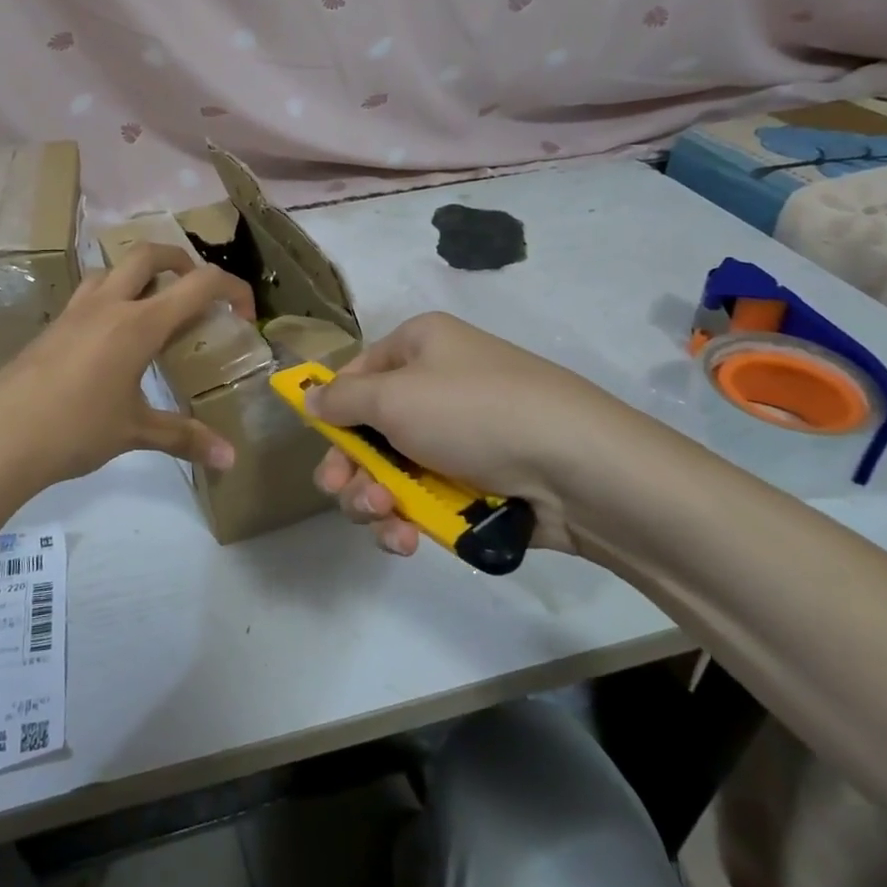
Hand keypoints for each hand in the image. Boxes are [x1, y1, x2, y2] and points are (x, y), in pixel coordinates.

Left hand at [0, 243, 254, 495]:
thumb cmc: (76, 429)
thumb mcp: (136, 432)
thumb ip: (185, 438)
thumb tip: (230, 459)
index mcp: (139, 324)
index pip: (198, 284)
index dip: (231, 289)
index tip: (245, 312)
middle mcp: (108, 305)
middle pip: (149, 254)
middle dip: (180, 261)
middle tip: (196, 289)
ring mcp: (75, 312)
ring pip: (111, 269)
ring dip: (139, 275)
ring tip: (152, 309)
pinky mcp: (52, 326)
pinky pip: (88, 294)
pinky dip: (110, 298)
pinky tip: (110, 339)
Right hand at [308, 312, 627, 557]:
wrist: (577, 466)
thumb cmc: (473, 413)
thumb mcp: (394, 396)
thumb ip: (341, 399)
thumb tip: (308, 396)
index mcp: (419, 347)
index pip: (356, 374)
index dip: (334, 411)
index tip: (325, 446)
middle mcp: (436, 385)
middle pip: (369, 430)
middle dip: (352, 468)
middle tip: (345, 492)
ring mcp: (458, 436)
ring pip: (392, 472)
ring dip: (375, 499)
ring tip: (386, 519)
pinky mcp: (476, 482)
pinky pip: (425, 498)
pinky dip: (409, 519)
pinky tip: (406, 540)